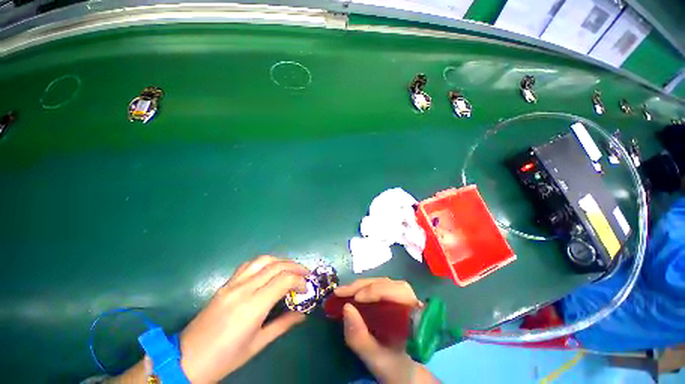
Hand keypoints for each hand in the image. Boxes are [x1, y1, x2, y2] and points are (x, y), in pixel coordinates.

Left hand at [180, 255, 308, 381]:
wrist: (186, 359)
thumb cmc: (225, 358)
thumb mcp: (257, 344)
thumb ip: (283, 324)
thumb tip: (303, 314)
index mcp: (252, 306)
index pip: (284, 279)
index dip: (299, 280)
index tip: (306, 288)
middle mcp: (244, 289)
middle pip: (276, 265)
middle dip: (295, 267)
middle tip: (305, 274)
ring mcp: (232, 284)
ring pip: (263, 260)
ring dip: (281, 260)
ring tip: (291, 269)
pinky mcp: (225, 284)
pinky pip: (249, 265)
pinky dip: (265, 262)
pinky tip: (269, 270)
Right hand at [334, 278, 438, 383]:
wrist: (402, 370)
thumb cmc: (393, 365)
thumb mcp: (375, 357)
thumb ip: (360, 337)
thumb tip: (346, 307)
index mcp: (413, 316)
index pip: (399, 293)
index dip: (378, 291)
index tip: (356, 300)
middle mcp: (409, 301)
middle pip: (387, 284)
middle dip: (363, 287)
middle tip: (342, 293)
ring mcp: (400, 296)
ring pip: (381, 282)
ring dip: (360, 285)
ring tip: (343, 292)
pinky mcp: (391, 296)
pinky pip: (376, 286)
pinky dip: (361, 288)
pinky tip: (350, 293)